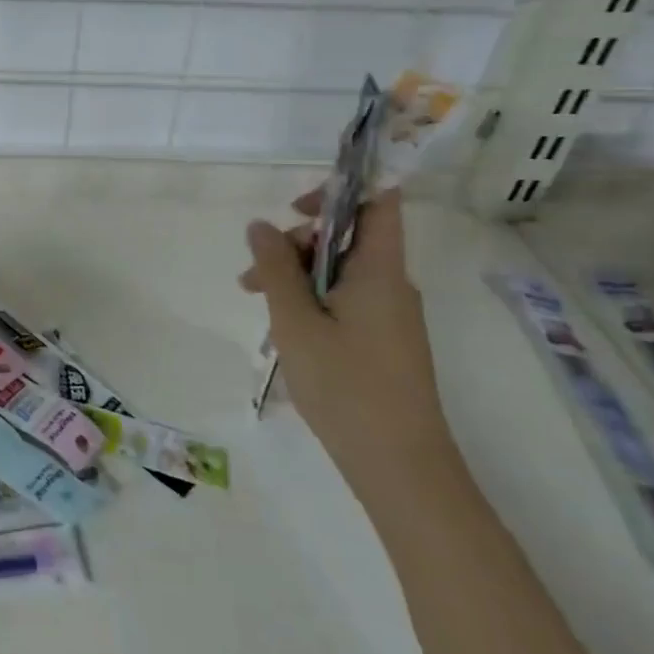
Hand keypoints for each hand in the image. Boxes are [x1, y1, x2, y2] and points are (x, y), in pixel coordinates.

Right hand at [240, 190, 459, 502]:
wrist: (400, 466)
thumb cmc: (346, 386)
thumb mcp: (295, 321)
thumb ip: (275, 268)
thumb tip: (260, 225)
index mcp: (379, 269)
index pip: (378, 201)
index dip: (342, 188)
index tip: (296, 206)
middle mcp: (391, 283)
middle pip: (347, 237)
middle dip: (295, 243)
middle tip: (253, 274)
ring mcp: (391, 314)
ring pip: (340, 271)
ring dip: (296, 275)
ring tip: (257, 302)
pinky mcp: (385, 340)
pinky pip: (346, 299)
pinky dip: (312, 300)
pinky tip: (285, 329)